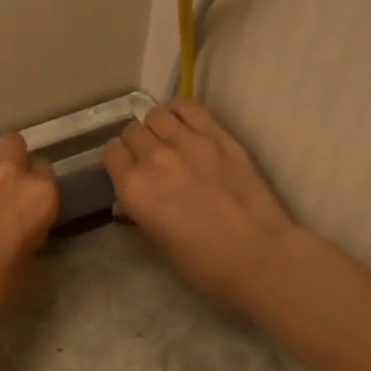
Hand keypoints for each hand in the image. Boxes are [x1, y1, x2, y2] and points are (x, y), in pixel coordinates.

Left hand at [0, 130, 59, 335]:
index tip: (29, 207)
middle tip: (2, 189)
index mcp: (40, 196)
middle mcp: (9, 173)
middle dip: (11, 159)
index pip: (47, 172)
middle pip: (14, 144)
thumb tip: (25, 239)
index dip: (37, 189)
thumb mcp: (28, 275)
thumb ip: (33, 245)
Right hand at [104, 99, 298, 315]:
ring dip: (157, 126)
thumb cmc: (203, 264)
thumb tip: (127, 201)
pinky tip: (184, 123)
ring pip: (156, 114)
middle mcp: (154, 158)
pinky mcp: (218, 135)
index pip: (111, 153)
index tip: (129, 171)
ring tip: (168, 140)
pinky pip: (188, 107)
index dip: (119, 162)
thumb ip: (137, 214)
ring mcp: (188, 142)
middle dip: (136, 144)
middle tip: (150, 159)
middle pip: (132, 131)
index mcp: (133, 189)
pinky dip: (180, 111)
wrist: (259, 256)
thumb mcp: (158, 244)